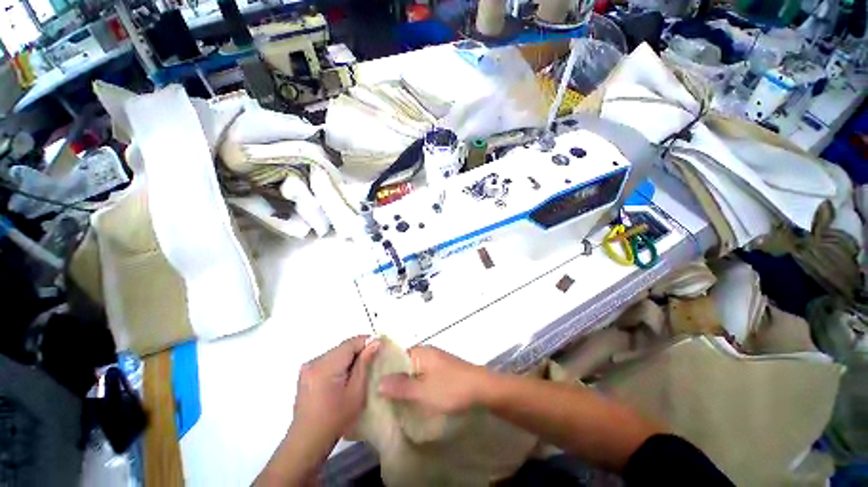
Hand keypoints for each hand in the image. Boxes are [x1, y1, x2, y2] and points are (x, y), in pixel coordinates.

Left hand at [291, 335, 379, 443]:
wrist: (307, 442)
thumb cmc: (335, 419)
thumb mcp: (356, 392)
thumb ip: (365, 363)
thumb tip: (375, 342)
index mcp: (326, 365)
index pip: (350, 342)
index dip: (367, 342)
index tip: (380, 348)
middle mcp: (314, 361)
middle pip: (343, 347)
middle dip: (358, 351)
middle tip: (372, 362)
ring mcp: (308, 367)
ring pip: (336, 353)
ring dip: (349, 358)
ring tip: (360, 372)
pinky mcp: (306, 374)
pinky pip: (328, 361)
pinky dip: (339, 364)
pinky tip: (345, 378)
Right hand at [377, 346, 488, 413]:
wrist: (482, 389)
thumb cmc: (451, 388)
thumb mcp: (423, 391)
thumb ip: (400, 386)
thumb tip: (378, 381)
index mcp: (419, 352)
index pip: (394, 357)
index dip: (382, 371)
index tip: (371, 387)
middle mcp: (425, 352)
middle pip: (403, 364)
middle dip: (393, 380)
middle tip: (380, 398)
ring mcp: (434, 361)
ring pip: (413, 371)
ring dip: (405, 384)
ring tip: (392, 402)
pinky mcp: (442, 370)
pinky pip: (423, 376)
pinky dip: (416, 386)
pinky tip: (412, 399)